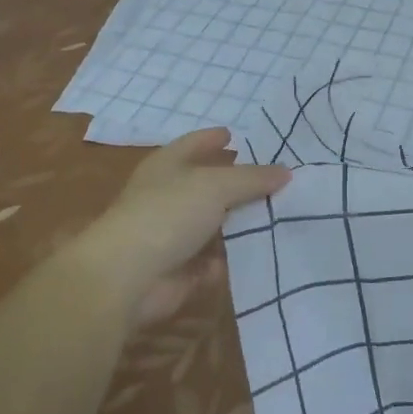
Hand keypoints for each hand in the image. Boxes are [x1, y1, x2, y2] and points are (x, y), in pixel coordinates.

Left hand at [74, 128, 289, 324]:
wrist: (127, 278)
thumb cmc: (167, 215)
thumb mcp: (215, 186)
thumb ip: (252, 178)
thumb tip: (286, 171)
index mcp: (168, 165)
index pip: (195, 144)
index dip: (215, 138)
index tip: (237, 135)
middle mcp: (169, 196)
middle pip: (210, 185)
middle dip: (240, 185)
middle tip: (280, 181)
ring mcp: (173, 234)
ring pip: (215, 225)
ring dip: (241, 225)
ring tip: (284, 218)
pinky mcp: (180, 270)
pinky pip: (214, 261)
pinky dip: (232, 259)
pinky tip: (262, 255)